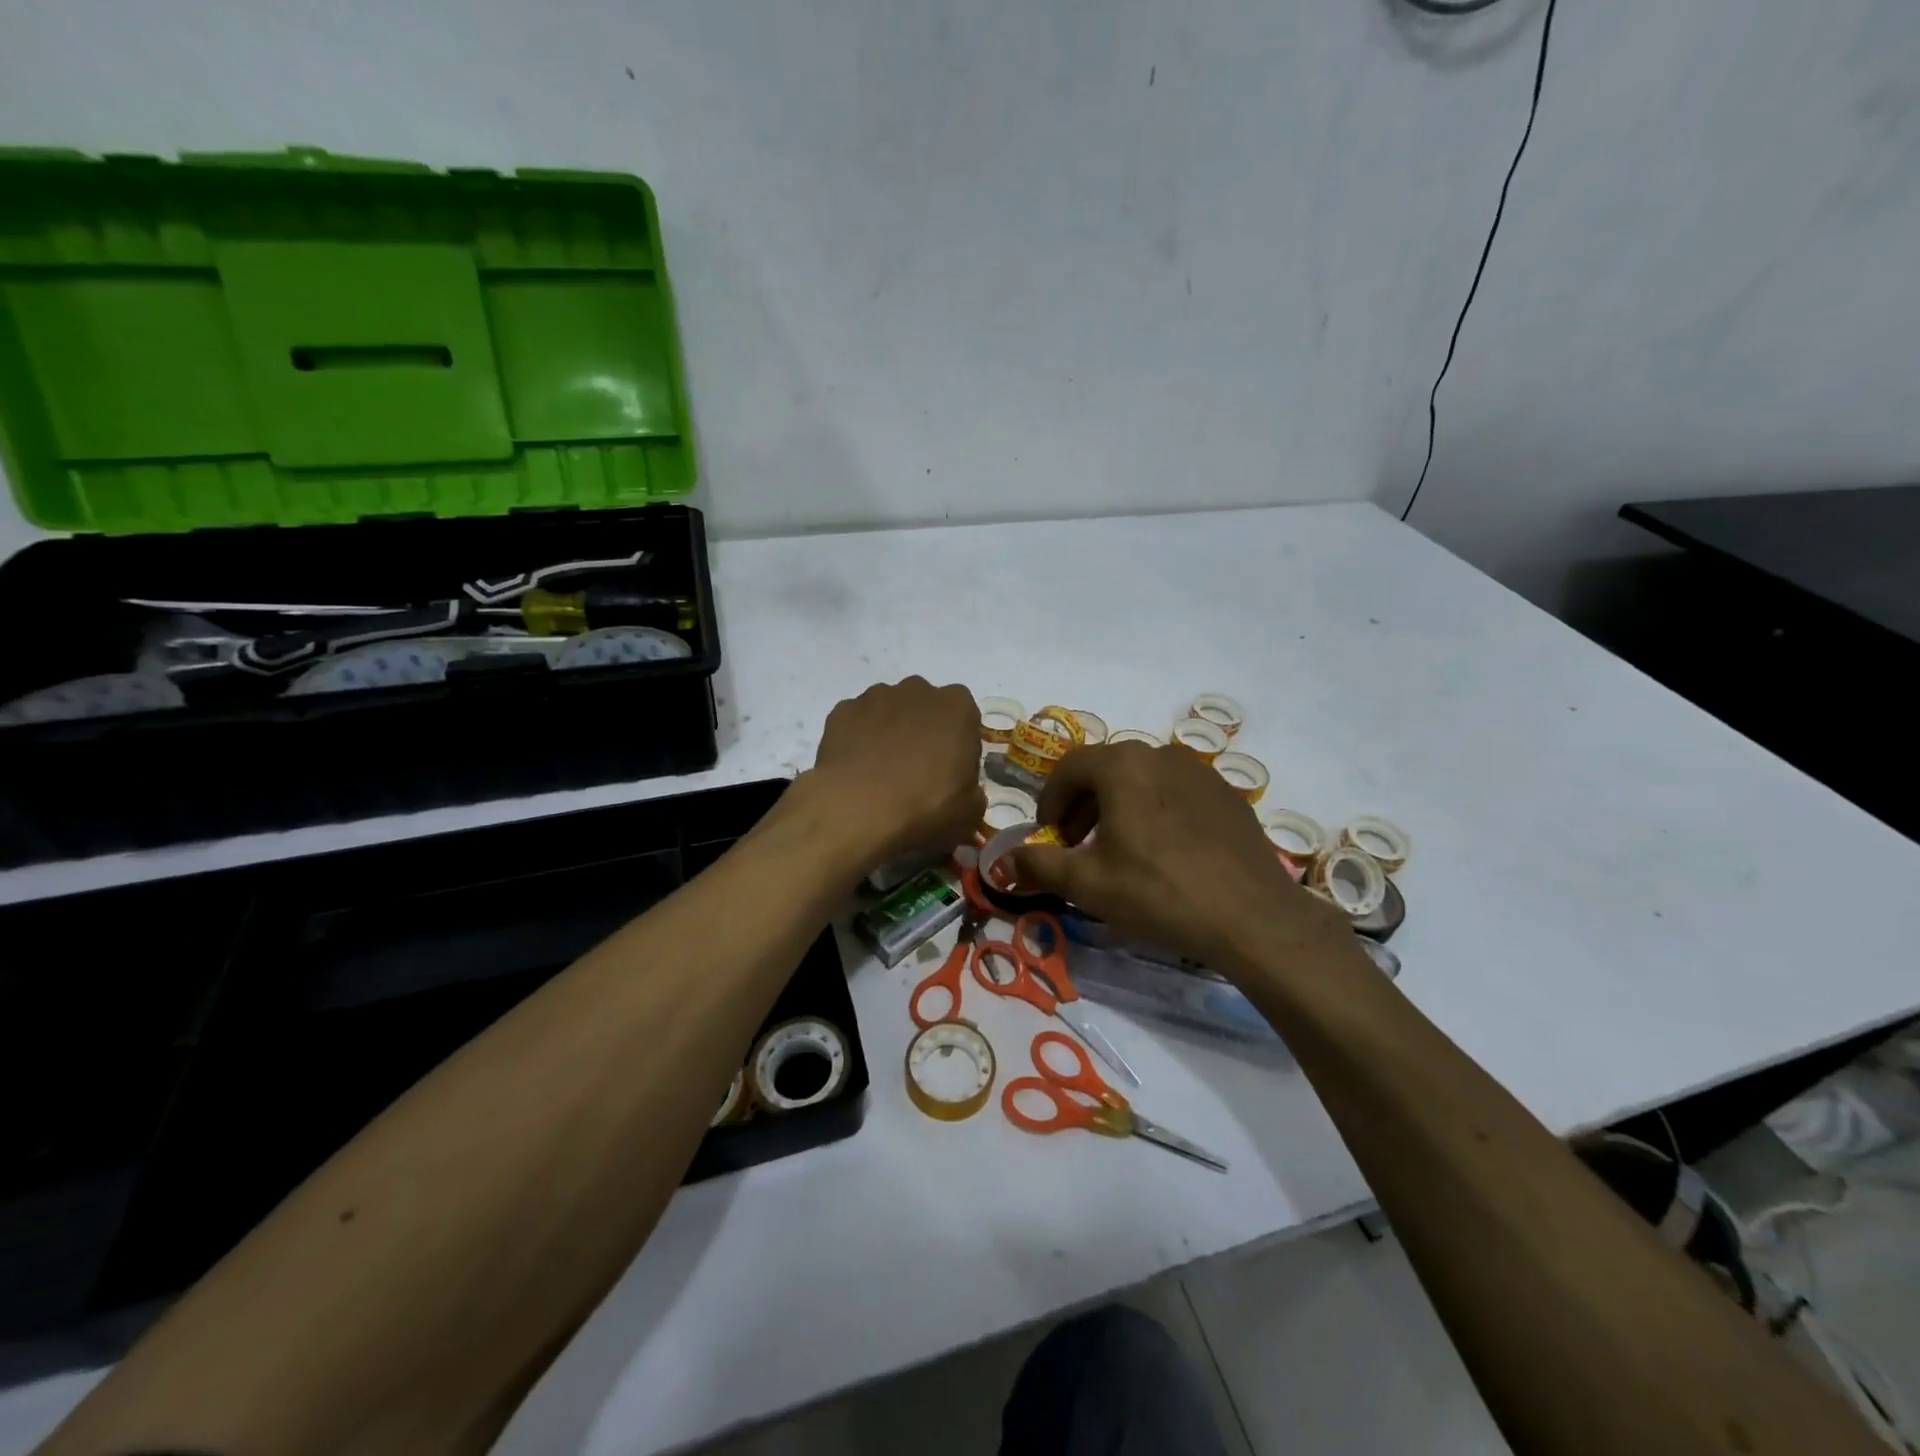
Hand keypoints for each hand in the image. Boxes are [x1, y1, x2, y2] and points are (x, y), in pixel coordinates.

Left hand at [805, 677, 984, 867]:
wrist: (857, 809)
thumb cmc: (925, 806)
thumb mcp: (969, 812)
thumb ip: (972, 793)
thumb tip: (964, 793)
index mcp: (957, 706)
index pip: (965, 716)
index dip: (958, 743)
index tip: (951, 770)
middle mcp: (918, 690)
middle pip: (925, 707)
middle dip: (923, 730)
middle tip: (917, 770)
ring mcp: (876, 696)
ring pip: (889, 710)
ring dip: (890, 731)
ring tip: (882, 771)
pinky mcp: (842, 710)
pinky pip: (857, 722)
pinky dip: (858, 739)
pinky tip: (856, 768)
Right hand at [1009, 743, 1347, 973]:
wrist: (1251, 917)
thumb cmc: (1158, 891)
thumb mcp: (1087, 883)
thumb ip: (1039, 865)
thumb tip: (1006, 860)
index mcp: (1123, 765)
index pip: (1069, 767)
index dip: (1050, 800)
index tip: (1048, 836)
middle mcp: (1161, 754)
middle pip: (1107, 770)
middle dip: (1082, 805)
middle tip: (1077, 845)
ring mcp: (1200, 772)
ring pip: (1143, 780)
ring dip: (1119, 808)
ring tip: (1119, 850)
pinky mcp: (1228, 796)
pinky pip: (1177, 794)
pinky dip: (1156, 812)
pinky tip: (1164, 854)